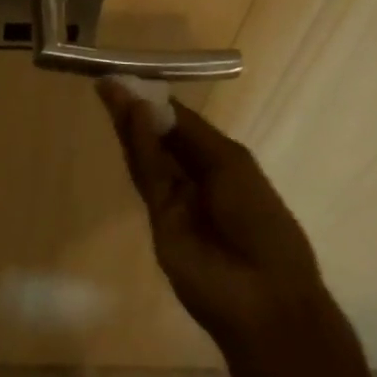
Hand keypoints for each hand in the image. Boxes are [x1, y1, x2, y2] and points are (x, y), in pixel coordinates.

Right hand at [97, 82, 334, 356]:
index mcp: (219, 162)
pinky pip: (148, 178)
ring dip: (130, 124)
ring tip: (111, 91)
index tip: (133, 78)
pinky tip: (131, 118)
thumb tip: (148, 103)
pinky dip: (139, 148)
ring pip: (147, 156)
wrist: (265, 297)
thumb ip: (187, 133)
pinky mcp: (158, 220)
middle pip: (159, 138)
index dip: (158, 102)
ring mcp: (175, 201)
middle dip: (137, 109)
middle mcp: (194, 178)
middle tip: (111, 81)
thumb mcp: (231, 163)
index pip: (181, 125)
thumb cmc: (261, 220)